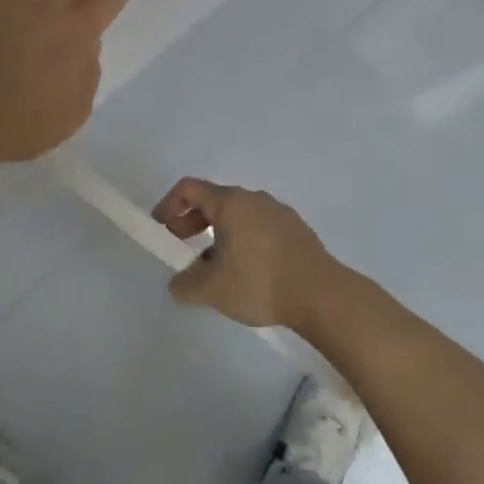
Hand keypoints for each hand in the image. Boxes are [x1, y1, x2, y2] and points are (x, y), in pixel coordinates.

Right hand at [154, 179, 341, 329]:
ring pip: (238, 215)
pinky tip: (247, 272)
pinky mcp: (296, 230)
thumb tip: (178, 283)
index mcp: (230, 202)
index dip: (168, 205)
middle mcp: (254, 198)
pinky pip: (259, 227)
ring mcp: (278, 212)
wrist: (322, 294)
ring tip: (214, 267)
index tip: (161, 229)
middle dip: (191, 222)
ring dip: (217, 234)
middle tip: (181, 248)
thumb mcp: (211, 290)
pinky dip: (242, 240)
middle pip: (214, 201)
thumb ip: (185, 284)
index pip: (189, 188)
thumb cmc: (260, 282)